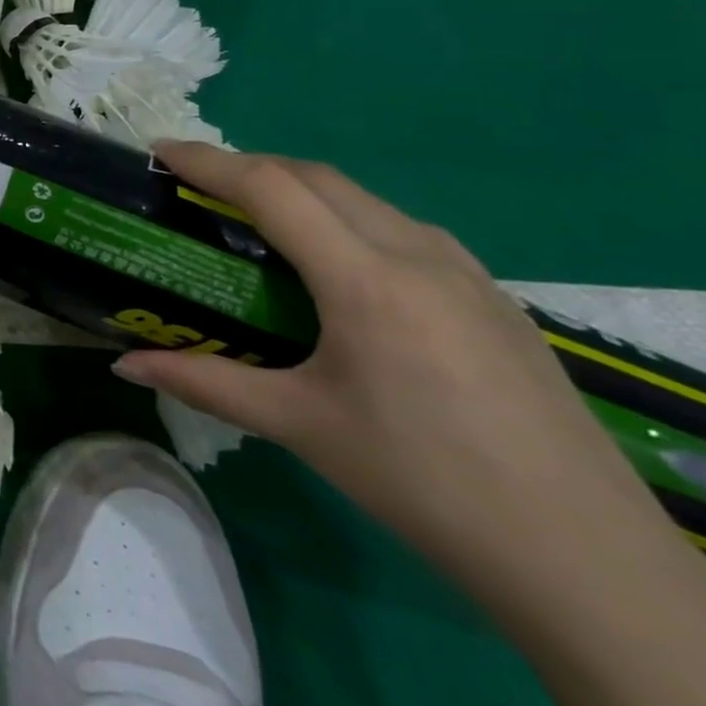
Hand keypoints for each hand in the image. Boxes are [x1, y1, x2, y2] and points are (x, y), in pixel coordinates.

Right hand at [114, 141, 659, 592]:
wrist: (582, 554)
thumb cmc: (421, 480)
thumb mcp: (299, 425)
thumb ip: (204, 382)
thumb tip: (123, 365)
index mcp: (365, 280)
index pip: (271, 189)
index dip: (210, 162)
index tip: (161, 151)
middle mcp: (417, 255)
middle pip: (316, 177)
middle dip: (248, 166)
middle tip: (195, 184)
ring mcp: (465, 271)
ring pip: (362, 197)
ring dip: (298, 187)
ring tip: (253, 216)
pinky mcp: (491, 295)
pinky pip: (400, 227)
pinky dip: (344, 215)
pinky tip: (333, 261)